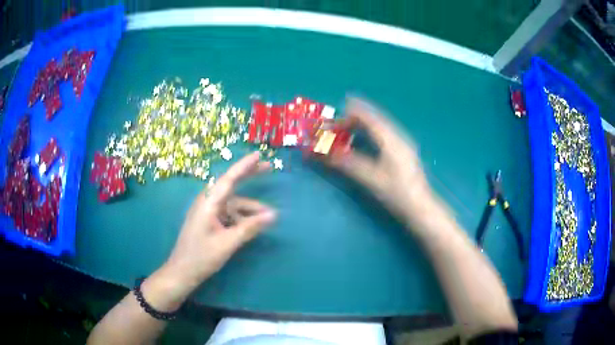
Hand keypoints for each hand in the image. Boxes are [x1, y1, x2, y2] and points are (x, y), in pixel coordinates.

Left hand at [162, 152, 276, 290]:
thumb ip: (250, 228)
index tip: (259, 155)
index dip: (244, 166)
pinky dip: (242, 218)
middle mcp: (208, 203)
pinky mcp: (209, 222)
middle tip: (269, 167)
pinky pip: (229, 215)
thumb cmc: (201, 257)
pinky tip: (253, 227)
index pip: (229, 179)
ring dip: (250, 209)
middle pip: (231, 185)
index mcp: (208, 203)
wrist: (182, 272)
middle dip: (249, 176)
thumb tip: (273, 215)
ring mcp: (208, 212)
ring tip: (268, 218)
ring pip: (233, 204)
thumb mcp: (228, 243)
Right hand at [327, 98, 433, 225]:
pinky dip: (372, 131)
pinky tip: (368, 138)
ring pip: (382, 126)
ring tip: (350, 125)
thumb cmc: (397, 193)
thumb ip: (348, 164)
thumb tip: (326, 154)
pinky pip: (385, 133)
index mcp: (391, 140)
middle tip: (340, 119)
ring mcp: (403, 144)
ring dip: (365, 123)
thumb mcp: (371, 179)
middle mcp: (398, 137)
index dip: (354, 113)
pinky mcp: (404, 152)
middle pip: (376, 119)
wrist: (420, 207)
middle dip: (358, 116)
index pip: (370, 119)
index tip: (339, 110)